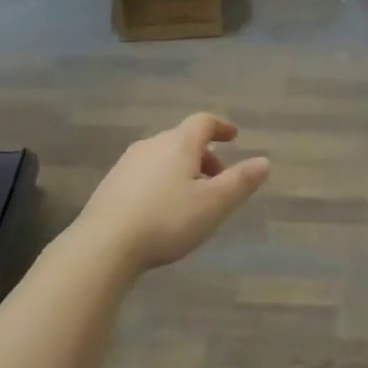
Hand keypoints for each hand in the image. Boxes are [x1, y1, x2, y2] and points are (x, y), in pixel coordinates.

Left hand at [73, 113, 269, 274]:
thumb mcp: (214, 204)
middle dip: (204, 155)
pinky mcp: (110, 185)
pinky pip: (145, 174)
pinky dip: (162, 182)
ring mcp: (126, 164)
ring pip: (163, 158)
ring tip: (193, 198)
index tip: (235, 137)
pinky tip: (162, 210)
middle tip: (219, 179)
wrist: (104, 244)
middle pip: (182, 140)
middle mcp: (151, 145)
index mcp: (178, 143)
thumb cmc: (167, 219)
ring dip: (183, 170)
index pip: (203, 122)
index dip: (221, 126)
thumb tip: (264, 161)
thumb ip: (241, 181)